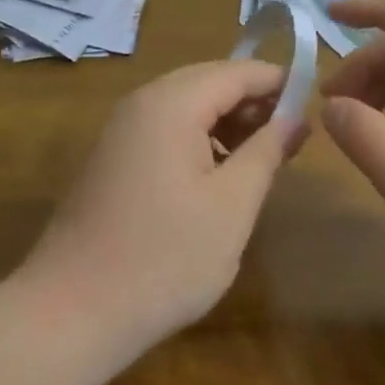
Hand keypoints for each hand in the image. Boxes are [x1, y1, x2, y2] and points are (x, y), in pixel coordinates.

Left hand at [21, 61, 302, 353]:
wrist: (70, 313)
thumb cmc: (164, 258)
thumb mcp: (232, 205)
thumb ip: (267, 151)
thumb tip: (295, 117)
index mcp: (172, 103)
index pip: (237, 71)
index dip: (278, 83)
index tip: (314, 107)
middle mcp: (143, 102)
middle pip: (210, 82)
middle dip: (253, 103)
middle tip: (291, 138)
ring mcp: (121, 129)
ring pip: (187, 106)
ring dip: (228, 122)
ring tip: (261, 159)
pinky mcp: (112, 157)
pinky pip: (166, 129)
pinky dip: (200, 139)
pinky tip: (219, 176)